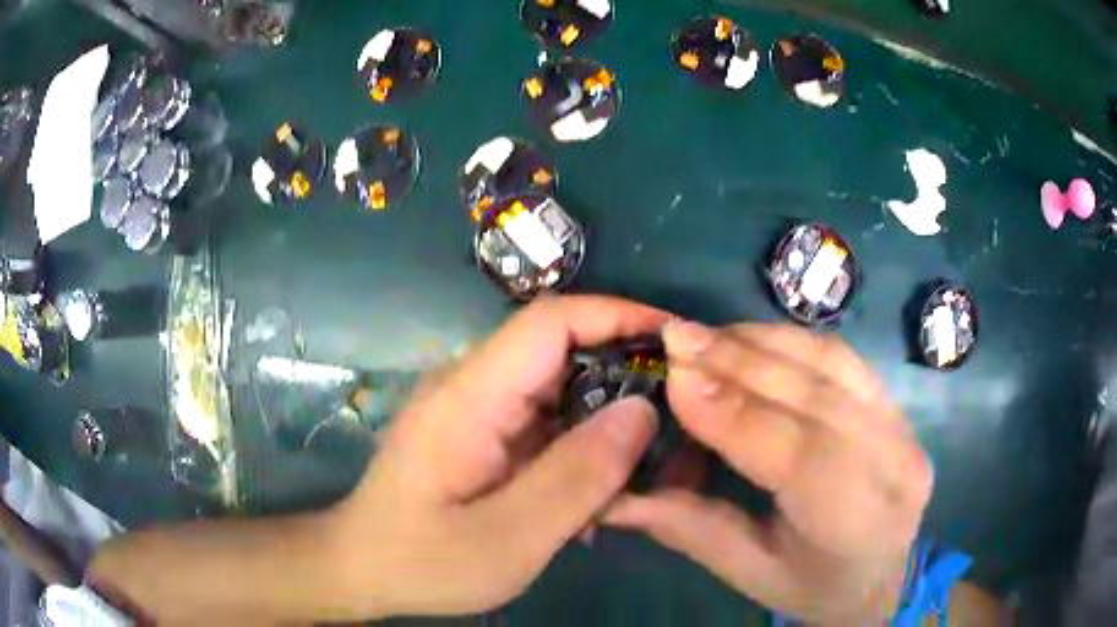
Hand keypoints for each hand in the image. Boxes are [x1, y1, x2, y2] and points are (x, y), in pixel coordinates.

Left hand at [331, 296, 670, 617]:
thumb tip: (642, 411)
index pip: (551, 321)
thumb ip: (577, 476)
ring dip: (606, 417)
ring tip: (647, 462)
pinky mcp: (480, 432)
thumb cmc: (423, 561)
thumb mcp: (509, 538)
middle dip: (625, 372)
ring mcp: (474, 408)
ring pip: (559, 387)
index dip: (618, 316)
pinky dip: (581, 444)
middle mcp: (471, 385)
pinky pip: (543, 419)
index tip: (677, 339)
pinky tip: (599, 489)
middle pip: (560, 349)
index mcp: (470, 395)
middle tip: (679, 414)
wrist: (364, 569)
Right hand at [605, 322, 933, 622]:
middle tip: (676, 334)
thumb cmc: (813, 586)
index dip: (731, 409)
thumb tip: (614, 493)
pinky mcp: (899, 407)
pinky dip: (793, 341)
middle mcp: (891, 463)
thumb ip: (688, 527)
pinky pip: (844, 358)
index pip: (794, 452)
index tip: (672, 371)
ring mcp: (903, 428)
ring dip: (763, 341)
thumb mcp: (748, 571)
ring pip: (831, 364)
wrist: (884, 576)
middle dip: (739, 360)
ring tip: (707, 334)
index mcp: (854, 522)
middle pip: (814, 395)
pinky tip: (754, 338)